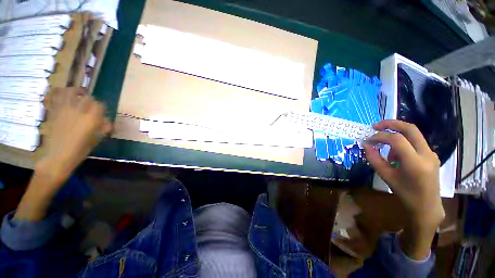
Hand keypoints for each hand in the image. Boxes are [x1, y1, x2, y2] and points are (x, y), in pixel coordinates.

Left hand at [38, 88, 112, 185]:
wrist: (57, 156)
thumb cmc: (79, 150)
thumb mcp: (96, 139)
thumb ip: (102, 128)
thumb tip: (108, 123)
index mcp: (91, 118)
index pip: (100, 105)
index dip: (102, 108)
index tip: (102, 113)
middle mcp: (78, 110)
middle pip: (87, 97)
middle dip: (90, 100)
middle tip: (90, 105)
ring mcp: (64, 109)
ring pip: (70, 91)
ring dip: (75, 91)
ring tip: (78, 94)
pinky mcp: (53, 111)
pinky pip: (55, 96)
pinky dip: (58, 92)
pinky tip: (62, 94)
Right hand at [363, 120, 443, 259]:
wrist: (427, 206)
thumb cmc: (405, 193)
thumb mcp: (386, 176)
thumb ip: (374, 158)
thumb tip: (366, 144)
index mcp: (415, 163)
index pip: (397, 139)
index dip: (380, 136)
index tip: (368, 139)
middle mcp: (427, 154)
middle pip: (410, 129)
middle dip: (391, 123)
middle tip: (376, 126)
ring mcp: (431, 153)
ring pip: (413, 134)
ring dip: (396, 136)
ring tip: (388, 153)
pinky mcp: (431, 155)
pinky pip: (415, 142)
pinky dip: (403, 143)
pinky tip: (398, 156)